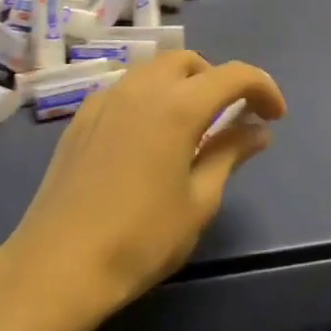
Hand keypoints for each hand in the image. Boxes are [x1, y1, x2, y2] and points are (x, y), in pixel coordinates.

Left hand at [3, 53, 284, 321]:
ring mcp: (107, 98)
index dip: (263, 88)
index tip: (275, 116)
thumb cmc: (139, 240)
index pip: (234, 75)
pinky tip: (148, 136)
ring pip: (155, 69)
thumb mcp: (198, 202)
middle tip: (231, 118)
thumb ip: (230, 154)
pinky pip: (127, 88)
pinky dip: (150, 96)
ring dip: (183, 84)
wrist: (55, 269)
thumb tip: (258, 130)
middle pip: (191, 61)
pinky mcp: (82, 117)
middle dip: (218, 80)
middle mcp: (143, 88)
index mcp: (179, 105)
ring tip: (191, 126)